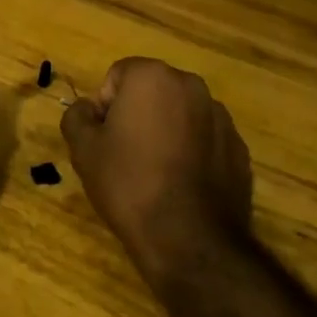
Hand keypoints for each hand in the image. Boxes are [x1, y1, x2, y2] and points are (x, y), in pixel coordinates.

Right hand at [60, 58, 253, 290]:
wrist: (189, 240)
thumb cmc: (129, 184)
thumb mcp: (83, 149)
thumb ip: (77, 116)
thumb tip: (87, 109)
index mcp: (153, 77)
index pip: (118, 75)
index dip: (105, 106)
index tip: (103, 139)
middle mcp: (192, 86)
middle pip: (152, 91)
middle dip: (137, 114)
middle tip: (124, 154)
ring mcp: (221, 117)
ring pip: (180, 114)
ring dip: (166, 131)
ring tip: (154, 173)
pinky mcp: (239, 149)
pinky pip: (204, 140)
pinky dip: (191, 152)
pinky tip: (180, 185)